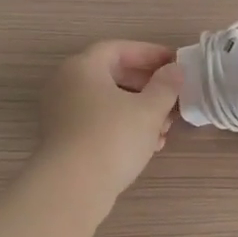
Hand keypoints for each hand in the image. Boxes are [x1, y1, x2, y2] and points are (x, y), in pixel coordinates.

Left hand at [37, 41, 182, 202]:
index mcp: (83, 67)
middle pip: (113, 75)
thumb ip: (166, 85)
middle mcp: (66, 84)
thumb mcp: (149, 109)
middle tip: (174, 96)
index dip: (149, 53)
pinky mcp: (64, 138)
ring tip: (166, 127)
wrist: (73, 187)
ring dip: (139, 110)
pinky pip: (99, 122)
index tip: (175, 63)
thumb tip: (175, 70)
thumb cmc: (113, 137)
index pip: (119, 49)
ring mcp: (62, 112)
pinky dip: (124, 126)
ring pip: (108, 102)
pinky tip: (149, 145)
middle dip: (148, 86)